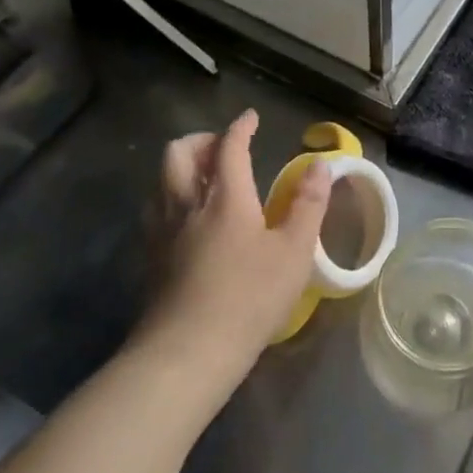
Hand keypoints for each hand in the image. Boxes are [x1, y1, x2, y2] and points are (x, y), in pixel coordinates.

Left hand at [136, 109, 330, 376]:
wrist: (186, 354)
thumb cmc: (249, 298)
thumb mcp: (294, 252)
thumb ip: (308, 205)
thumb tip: (321, 166)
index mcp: (226, 198)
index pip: (229, 148)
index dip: (240, 128)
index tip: (250, 118)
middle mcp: (188, 206)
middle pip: (179, 155)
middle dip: (201, 140)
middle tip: (223, 146)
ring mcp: (163, 233)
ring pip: (161, 181)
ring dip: (182, 167)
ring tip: (205, 177)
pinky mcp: (151, 260)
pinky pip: (156, 210)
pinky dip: (172, 197)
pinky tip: (189, 218)